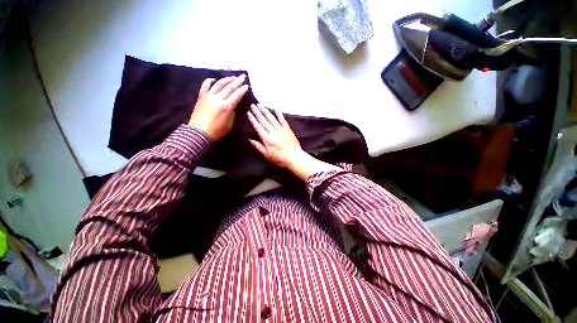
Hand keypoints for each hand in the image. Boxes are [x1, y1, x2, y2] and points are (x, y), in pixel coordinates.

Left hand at [188, 75, 248, 140]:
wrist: (199, 132)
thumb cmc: (217, 130)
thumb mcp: (230, 124)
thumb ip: (232, 112)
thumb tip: (233, 105)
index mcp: (226, 106)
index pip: (237, 95)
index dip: (242, 90)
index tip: (247, 86)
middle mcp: (218, 99)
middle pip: (229, 87)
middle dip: (237, 81)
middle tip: (243, 76)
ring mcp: (208, 96)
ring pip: (219, 84)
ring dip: (226, 79)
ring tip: (232, 77)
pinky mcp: (201, 97)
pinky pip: (205, 86)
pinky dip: (210, 81)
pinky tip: (214, 79)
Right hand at [248, 104, 341, 179]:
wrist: (294, 157)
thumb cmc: (280, 158)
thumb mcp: (267, 155)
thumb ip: (258, 147)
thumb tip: (250, 140)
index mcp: (267, 139)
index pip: (258, 127)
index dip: (253, 120)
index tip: (249, 113)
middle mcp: (273, 133)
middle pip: (264, 121)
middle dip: (257, 113)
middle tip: (253, 105)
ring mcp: (281, 130)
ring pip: (272, 119)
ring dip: (266, 111)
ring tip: (260, 105)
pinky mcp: (288, 129)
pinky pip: (283, 120)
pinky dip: (279, 113)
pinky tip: (276, 107)